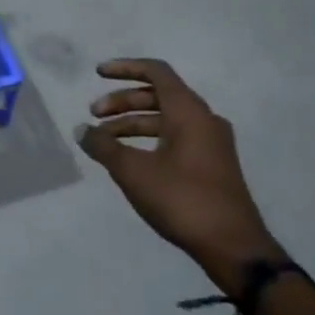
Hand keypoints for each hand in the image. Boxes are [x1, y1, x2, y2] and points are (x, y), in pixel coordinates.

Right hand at [78, 58, 280, 291]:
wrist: (233, 247)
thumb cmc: (182, 199)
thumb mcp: (133, 171)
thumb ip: (103, 146)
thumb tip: (81, 130)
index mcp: (189, 112)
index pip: (156, 72)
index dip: (124, 68)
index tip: (97, 73)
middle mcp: (204, 120)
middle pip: (158, 95)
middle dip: (122, 101)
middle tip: (93, 115)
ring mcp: (211, 143)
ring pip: (165, 119)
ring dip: (132, 123)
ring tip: (104, 141)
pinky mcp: (211, 164)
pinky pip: (175, 137)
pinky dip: (148, 139)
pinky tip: (128, 158)